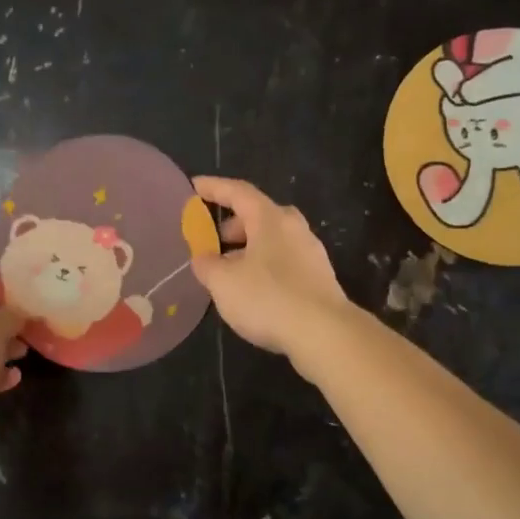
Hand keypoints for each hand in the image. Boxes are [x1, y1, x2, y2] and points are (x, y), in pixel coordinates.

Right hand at [189, 176, 352, 358]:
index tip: (194, 185)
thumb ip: (207, 265)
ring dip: (249, 248)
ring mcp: (311, 252)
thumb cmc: (268, 298)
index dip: (214, 188)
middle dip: (233, 225)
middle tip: (213, 241)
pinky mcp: (319, 278)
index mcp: (270, 219)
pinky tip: (253, 290)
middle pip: (259, 215)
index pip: (238, 192)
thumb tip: (203, 258)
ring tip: (229, 271)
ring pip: (273, 240)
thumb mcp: (223, 282)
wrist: (324, 333)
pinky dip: (264, 266)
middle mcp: (294, 228)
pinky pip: (285, 261)